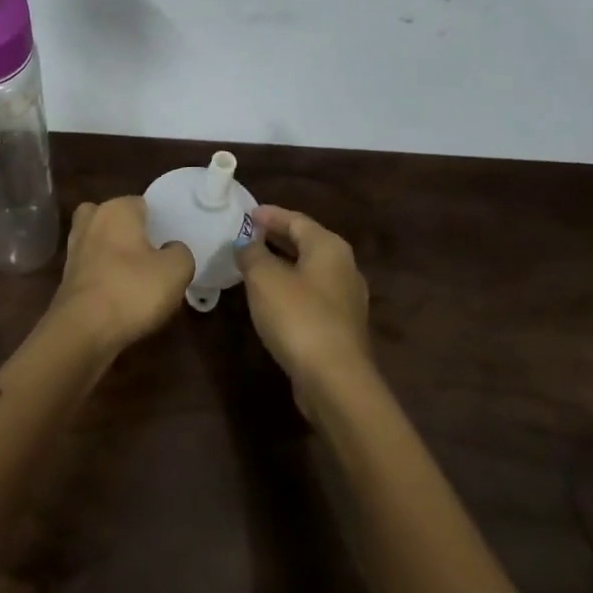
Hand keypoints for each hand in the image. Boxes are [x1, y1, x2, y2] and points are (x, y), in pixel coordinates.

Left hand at [44, 197, 194, 353]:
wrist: (83, 330)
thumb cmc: (132, 290)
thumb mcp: (176, 270)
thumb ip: (181, 252)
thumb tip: (171, 249)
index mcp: (116, 209)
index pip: (142, 204)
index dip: (158, 222)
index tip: (170, 242)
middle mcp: (90, 221)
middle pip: (116, 220)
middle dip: (130, 234)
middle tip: (152, 256)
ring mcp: (74, 249)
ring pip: (101, 244)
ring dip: (115, 256)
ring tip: (138, 278)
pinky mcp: (66, 277)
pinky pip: (93, 268)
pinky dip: (104, 277)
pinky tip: (121, 296)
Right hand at [236, 205, 371, 416]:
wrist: (334, 379)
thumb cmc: (298, 317)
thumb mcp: (264, 278)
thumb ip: (252, 254)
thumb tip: (245, 243)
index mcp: (329, 247)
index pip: (296, 220)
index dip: (270, 215)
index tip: (247, 213)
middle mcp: (344, 267)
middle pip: (306, 243)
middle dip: (277, 237)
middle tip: (248, 235)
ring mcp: (346, 299)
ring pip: (309, 270)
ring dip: (283, 264)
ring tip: (254, 264)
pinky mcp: (341, 326)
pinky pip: (311, 295)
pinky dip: (290, 287)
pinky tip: (271, 297)